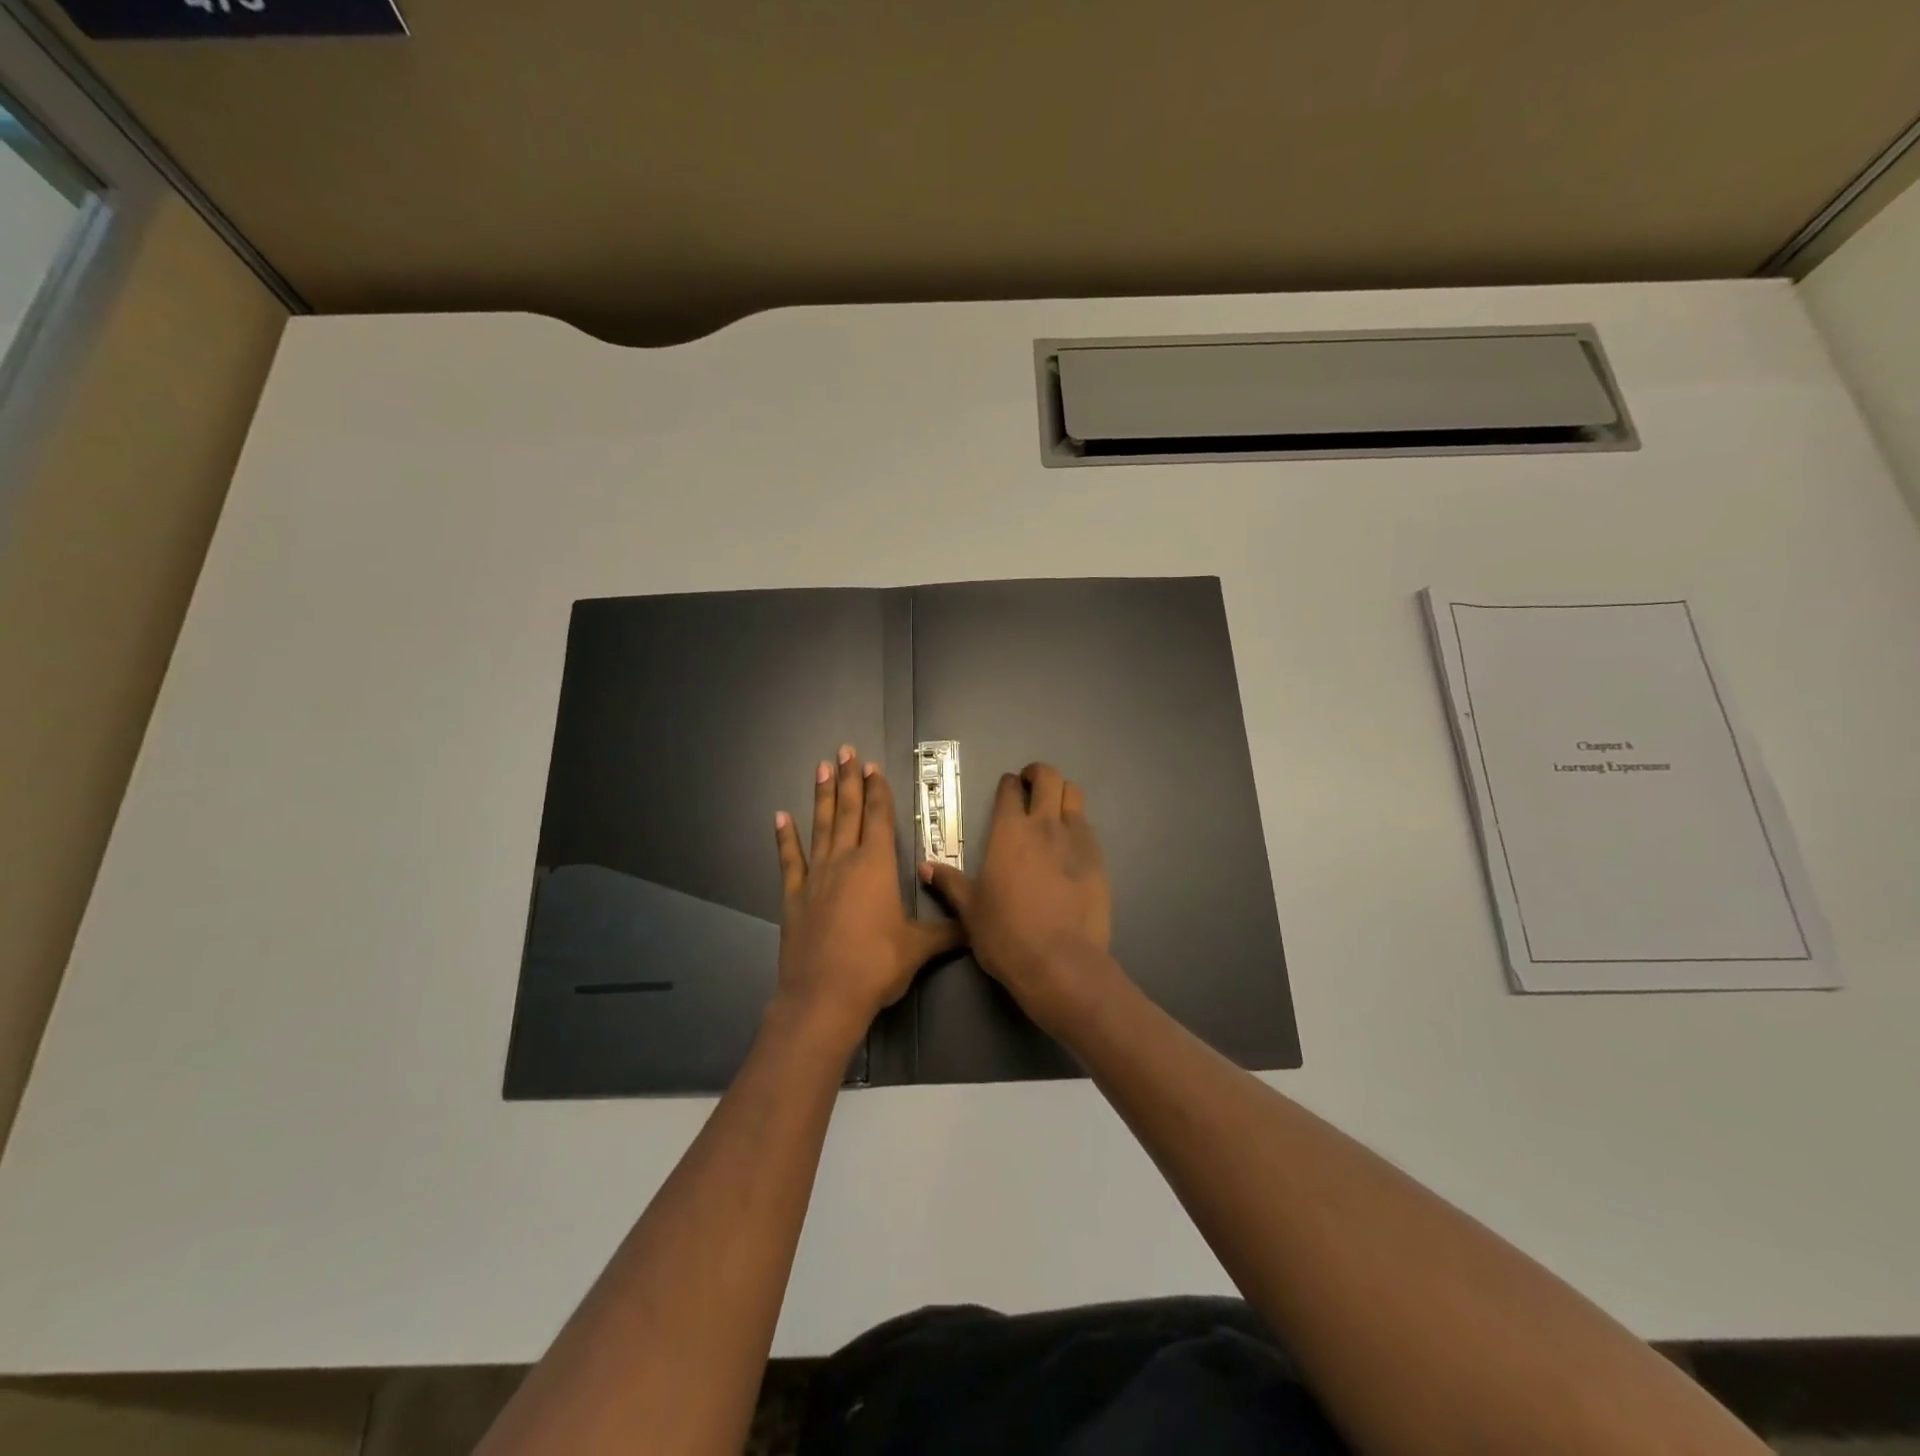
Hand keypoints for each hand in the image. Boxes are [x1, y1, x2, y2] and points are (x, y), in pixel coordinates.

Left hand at [773, 745, 959, 1051]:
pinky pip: (789, 861)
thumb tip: (977, 927)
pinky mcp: (793, 898)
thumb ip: (947, 932)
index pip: (879, 818)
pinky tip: (780, 817)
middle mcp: (845, 861)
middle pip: (848, 812)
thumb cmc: (877, 965)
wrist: (824, 996)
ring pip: (820, 827)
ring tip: (820, 768)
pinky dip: (785, 839)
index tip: (872, 765)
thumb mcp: (919, 948)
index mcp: (877, 866)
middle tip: (844, 750)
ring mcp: (815, 877)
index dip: (877, 791)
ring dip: (822, 797)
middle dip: (848, 780)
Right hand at [919, 762, 1114, 1033]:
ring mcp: (1076, 840)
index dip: (1008, 784)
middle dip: (1039, 774)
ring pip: (1074, 795)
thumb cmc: (1006, 934)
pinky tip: (1070, 844)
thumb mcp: (969, 910)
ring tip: (1053, 808)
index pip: (1010, 790)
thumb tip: (925, 867)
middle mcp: (1045, 825)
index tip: (1006, 788)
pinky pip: (1088, 827)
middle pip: (1050, 778)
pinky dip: (1078, 825)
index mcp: (1009, 831)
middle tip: (1031, 785)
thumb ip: (950, 883)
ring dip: (1062, 794)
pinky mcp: (1099, 859)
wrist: (1060, 962)